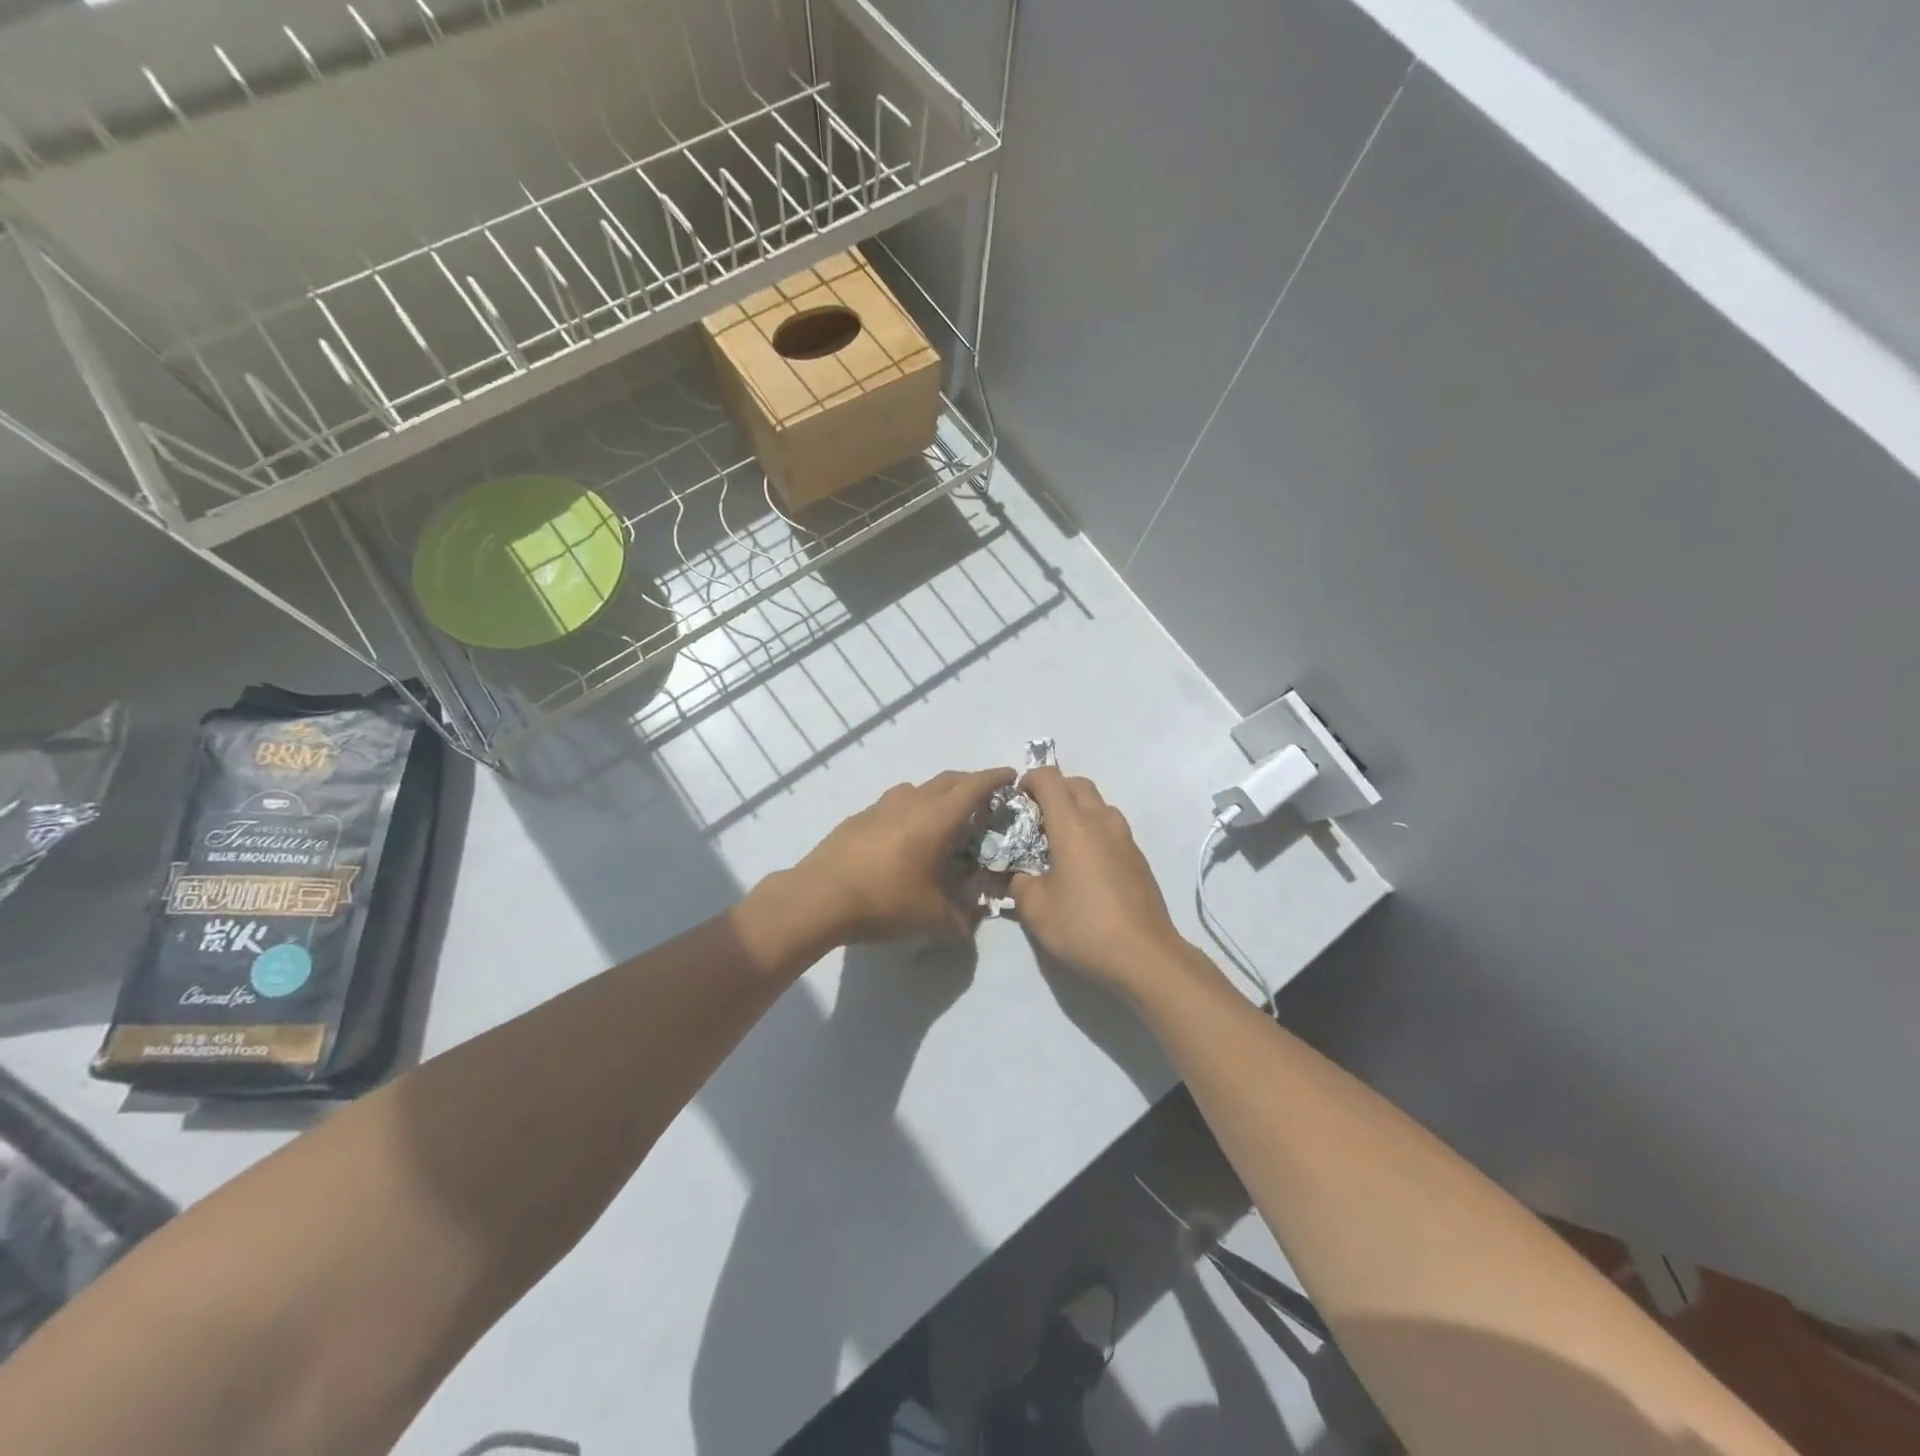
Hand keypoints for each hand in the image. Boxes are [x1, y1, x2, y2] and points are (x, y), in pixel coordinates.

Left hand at [789, 768, 1015, 943]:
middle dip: (971, 784)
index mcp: (937, 817)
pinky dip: (912, 811)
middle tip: (985, 801)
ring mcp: (881, 806)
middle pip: (948, 780)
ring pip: (919, 789)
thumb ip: (962, 916)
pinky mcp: (859, 817)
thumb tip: (973, 916)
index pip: (974, 786)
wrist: (818, 898)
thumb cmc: (884, 901)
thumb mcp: (934, 918)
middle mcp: (911, 801)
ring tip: (945, 820)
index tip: (1011, 775)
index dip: (995, 778)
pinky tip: (906, 838)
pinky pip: (896, 804)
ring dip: (938, 796)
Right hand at [1010, 768, 1192, 995]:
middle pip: (1077, 784)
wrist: (1144, 955)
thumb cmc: (1084, 926)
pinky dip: (1094, 831)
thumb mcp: (1035, 909)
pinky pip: (1111, 828)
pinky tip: (1084, 866)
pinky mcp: (1138, 857)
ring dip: (1077, 810)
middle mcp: (1101, 820)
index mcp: (1072, 824)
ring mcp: (1125, 837)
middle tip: (1035, 820)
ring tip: (1059, 843)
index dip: (1028, 780)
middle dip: (1053, 791)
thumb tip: (1016, 874)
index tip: (1015, 803)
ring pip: (1098, 804)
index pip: (1048, 777)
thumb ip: (1017, 882)